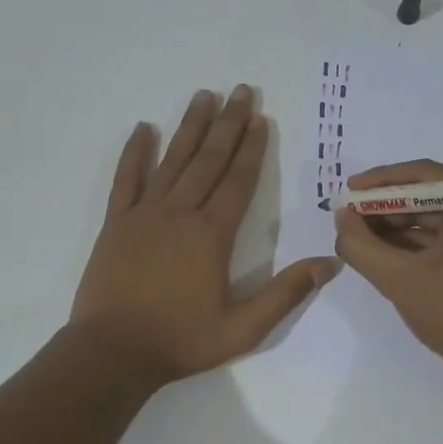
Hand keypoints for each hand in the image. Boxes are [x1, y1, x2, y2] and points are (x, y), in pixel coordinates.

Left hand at [71, 86, 338, 384]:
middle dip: (228, 124)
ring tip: (203, 95)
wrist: (112, 353)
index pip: (238, 181)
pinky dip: (134, 153)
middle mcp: (180, 213)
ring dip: (190, 127)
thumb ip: (286, 293)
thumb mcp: (244, 328)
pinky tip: (142, 129)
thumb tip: (330, 263)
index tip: (261, 119)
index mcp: (212, 235)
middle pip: (208, 160)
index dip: (252, 149)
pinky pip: (126, 180)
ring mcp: (144, 214)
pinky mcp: (116, 224)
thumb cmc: (181, 341)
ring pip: (172, 161)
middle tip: (241, 91)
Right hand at [332, 160, 442, 373]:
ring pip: (435, 215)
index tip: (347, 190)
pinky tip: (381, 249)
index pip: (424, 175)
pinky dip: (414, 240)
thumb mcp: (399, 279)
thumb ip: (361, 245)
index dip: (381, 182)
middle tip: (348, 216)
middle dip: (386, 206)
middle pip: (429, 193)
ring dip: (396, 224)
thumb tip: (341, 216)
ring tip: (358, 234)